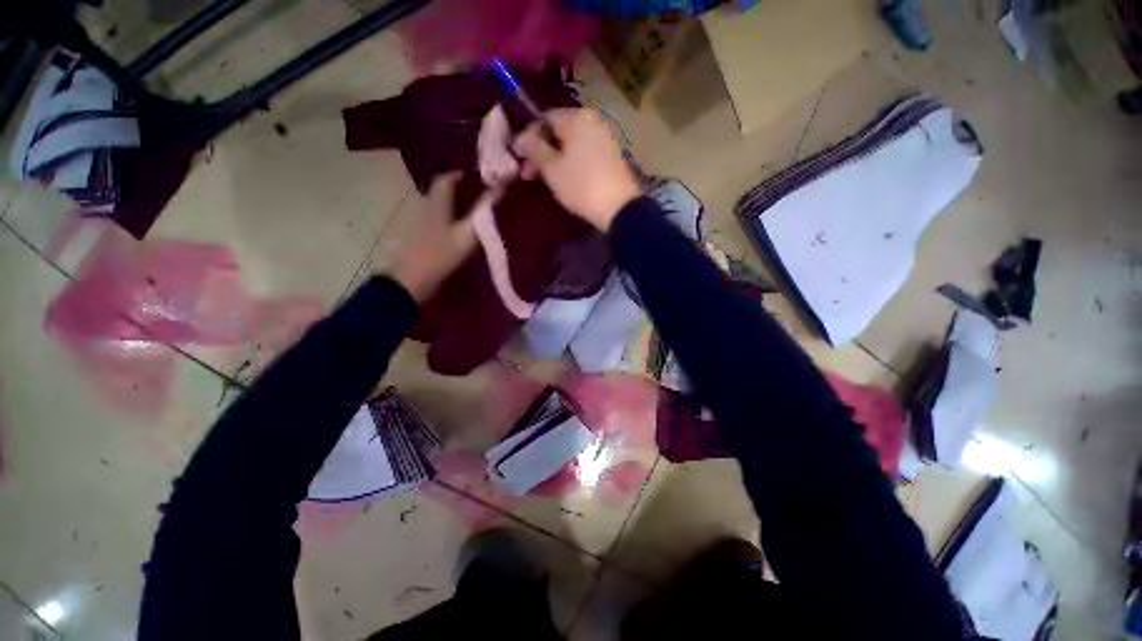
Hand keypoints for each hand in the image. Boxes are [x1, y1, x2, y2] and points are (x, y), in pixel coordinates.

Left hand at [388, 174, 482, 301]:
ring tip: (473, 212)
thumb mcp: (467, 233)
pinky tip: (458, 230)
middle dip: (459, 190)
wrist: (411, 279)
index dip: (461, 175)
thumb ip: (483, 213)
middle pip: (441, 192)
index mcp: (436, 202)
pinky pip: (436, 220)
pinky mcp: (419, 237)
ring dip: (453, 205)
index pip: (446, 179)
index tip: (479, 178)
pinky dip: (448, 219)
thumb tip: (500, 191)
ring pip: (438, 206)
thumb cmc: (441, 253)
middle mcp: (425, 207)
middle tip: (480, 195)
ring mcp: (419, 222)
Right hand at [513, 108, 641, 230]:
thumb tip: (520, 138)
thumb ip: (534, 149)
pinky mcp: (612, 157)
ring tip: (543, 179)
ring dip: (554, 160)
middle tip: (528, 173)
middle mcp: (594, 122)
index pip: (544, 119)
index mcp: (578, 118)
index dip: (528, 137)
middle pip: (559, 132)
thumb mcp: (552, 169)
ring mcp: (605, 139)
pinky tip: (564, 180)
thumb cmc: (581, 186)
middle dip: (541, 152)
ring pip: (572, 145)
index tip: (519, 158)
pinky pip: (585, 154)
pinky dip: (571, 163)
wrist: (619, 208)